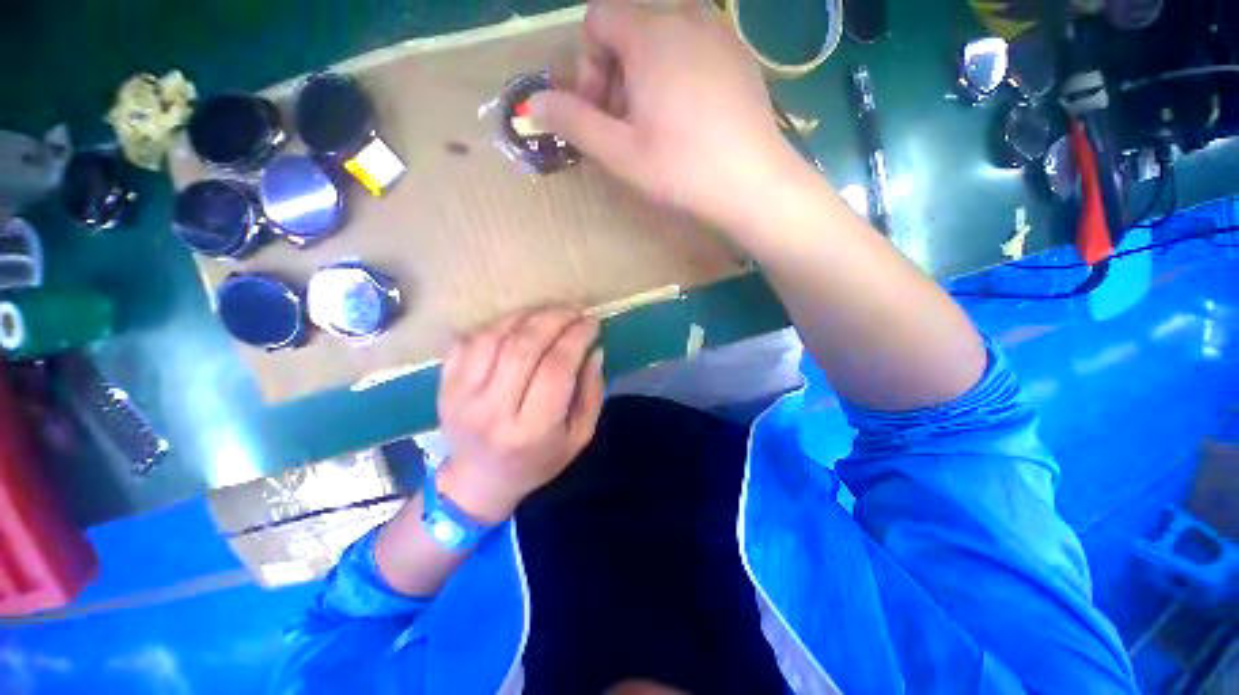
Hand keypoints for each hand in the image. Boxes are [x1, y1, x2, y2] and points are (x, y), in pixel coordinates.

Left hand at [436, 307, 604, 523]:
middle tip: (574, 310)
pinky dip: (497, 324)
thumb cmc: (537, 461)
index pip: (556, 367)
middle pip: (524, 346)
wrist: (479, 480)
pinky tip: (517, 325)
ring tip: (549, 313)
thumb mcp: (579, 436)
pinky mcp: (444, 384)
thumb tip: (593, 350)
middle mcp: (492, 410)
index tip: (592, 322)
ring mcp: (461, 395)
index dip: (577, 337)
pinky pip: (470, 339)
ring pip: (495, 335)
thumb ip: (592, 393)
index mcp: (531, 430)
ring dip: (527, 315)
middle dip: (555, 318)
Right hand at [529, 0, 799, 230]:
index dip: (589, 65)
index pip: (598, 18)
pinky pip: (694, 45)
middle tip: (626, 121)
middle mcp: (687, 16)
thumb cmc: (681, 169)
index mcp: (652, 32)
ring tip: (656, 119)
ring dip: (646, 69)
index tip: (602, 111)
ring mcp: (720, 33)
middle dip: (616, 68)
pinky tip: (688, 115)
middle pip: (630, 23)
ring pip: (663, 33)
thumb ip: (574, 122)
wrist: (753, 184)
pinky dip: (677, 70)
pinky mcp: (739, 55)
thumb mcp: (619, 152)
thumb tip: (536, 103)